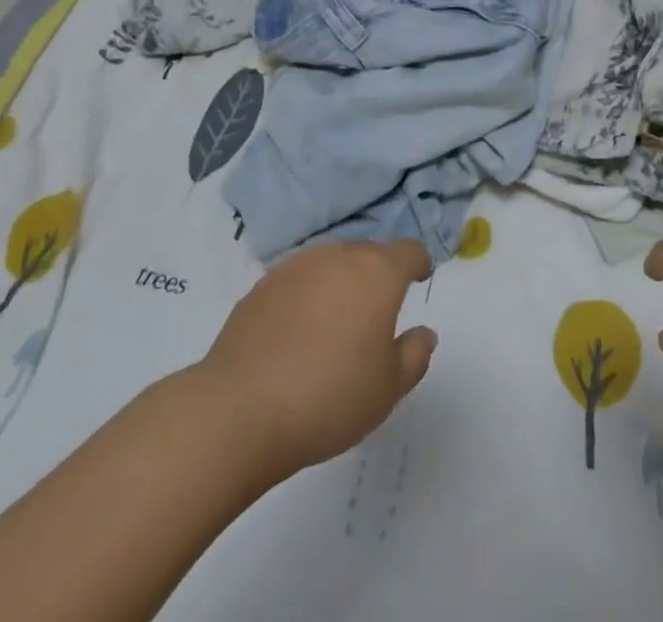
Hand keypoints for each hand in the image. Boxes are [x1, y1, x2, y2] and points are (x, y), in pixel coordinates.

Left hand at [194, 239, 436, 484]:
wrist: (239, 411)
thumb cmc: (328, 397)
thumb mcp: (388, 389)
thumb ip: (414, 355)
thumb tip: (423, 333)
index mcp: (377, 273)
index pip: (409, 251)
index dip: (418, 263)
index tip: (419, 279)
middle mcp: (339, 256)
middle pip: (368, 254)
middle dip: (377, 276)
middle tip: (376, 314)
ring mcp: (296, 267)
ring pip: (330, 264)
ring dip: (340, 283)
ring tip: (335, 323)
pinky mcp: (261, 286)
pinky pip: (297, 282)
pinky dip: (306, 298)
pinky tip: (297, 335)